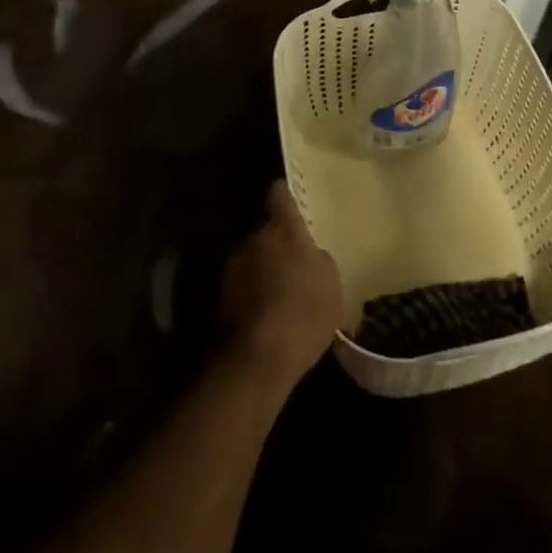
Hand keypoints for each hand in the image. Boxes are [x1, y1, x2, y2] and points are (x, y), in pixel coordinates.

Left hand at [222, 181, 345, 388]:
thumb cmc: (305, 311)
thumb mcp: (331, 283)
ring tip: (279, 297)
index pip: (279, 195)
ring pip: (252, 260)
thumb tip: (311, 255)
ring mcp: (233, 267)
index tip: (287, 199)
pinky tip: (265, 317)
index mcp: (283, 229)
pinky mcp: (220, 297)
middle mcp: (254, 238)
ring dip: (262, 271)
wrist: (261, 357)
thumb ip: (319, 259)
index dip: (284, 196)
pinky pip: (242, 287)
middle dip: (276, 245)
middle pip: (265, 233)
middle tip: (293, 267)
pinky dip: (251, 295)